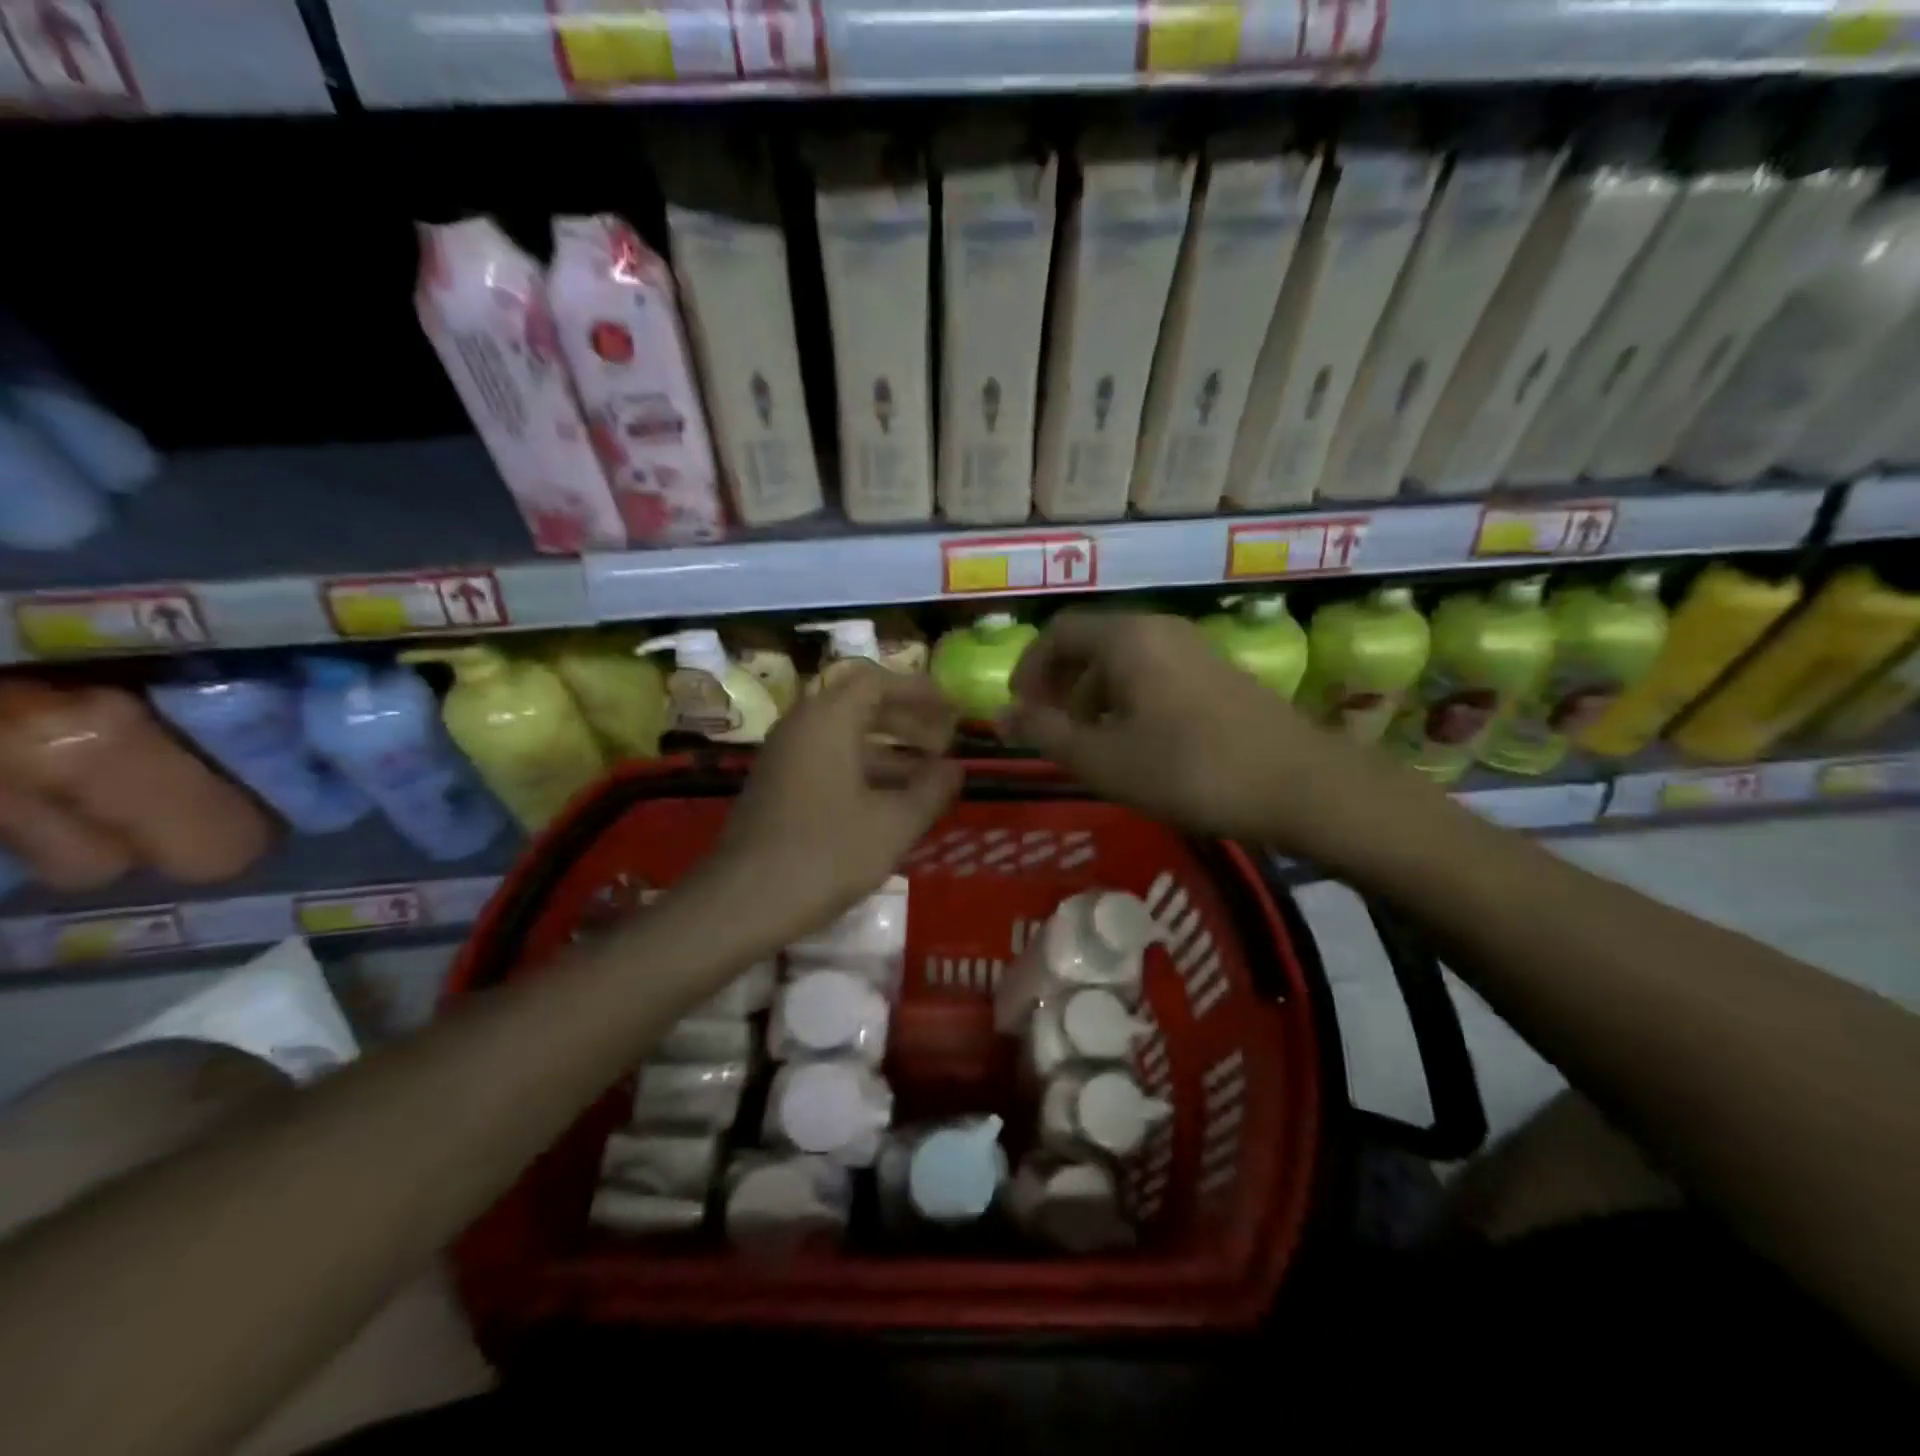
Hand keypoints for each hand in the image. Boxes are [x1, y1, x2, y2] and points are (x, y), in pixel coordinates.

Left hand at [705, 662, 961, 940]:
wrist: (740, 904)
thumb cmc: (824, 856)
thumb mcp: (893, 825)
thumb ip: (931, 790)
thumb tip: (954, 768)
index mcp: (828, 720)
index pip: (877, 680)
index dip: (919, 691)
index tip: (952, 711)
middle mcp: (802, 726)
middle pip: (860, 704)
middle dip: (907, 719)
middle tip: (945, 741)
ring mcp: (785, 756)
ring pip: (844, 735)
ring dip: (888, 747)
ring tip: (928, 775)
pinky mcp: (778, 786)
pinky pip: (828, 759)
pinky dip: (863, 768)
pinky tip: (890, 801)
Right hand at [999, 610, 1426, 864]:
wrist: (1302, 786)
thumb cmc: (1189, 770)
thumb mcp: (1104, 759)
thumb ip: (1045, 733)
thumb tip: (998, 716)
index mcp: (1127, 638)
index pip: (1058, 633)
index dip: (1029, 670)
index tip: (1021, 713)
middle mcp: (1160, 629)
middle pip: (1090, 644)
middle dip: (1061, 686)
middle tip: (1052, 732)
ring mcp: (1194, 649)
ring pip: (1124, 662)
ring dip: (1094, 697)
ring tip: (1093, 746)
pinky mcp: (1218, 674)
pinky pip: (1155, 675)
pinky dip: (1129, 702)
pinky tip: (1138, 745)